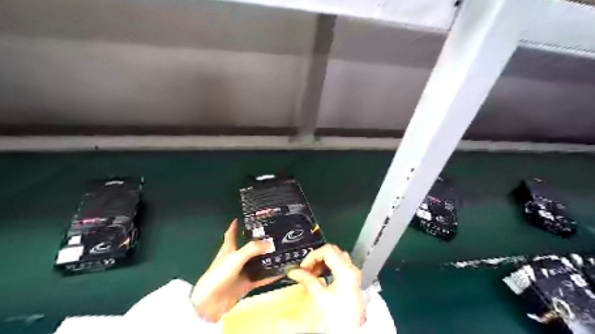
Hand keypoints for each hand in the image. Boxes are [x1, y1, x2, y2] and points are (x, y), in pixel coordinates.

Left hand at [192, 218, 281, 322]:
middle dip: (260, 241)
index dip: (235, 225)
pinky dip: (271, 275)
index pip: (231, 233)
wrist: (211, 303)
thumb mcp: (236, 257)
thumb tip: (271, 243)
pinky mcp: (246, 284)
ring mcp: (241, 272)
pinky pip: (261, 278)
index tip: (242, 217)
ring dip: (267, 258)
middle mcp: (236, 259)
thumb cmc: (219, 274)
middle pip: (249, 247)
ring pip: (257, 262)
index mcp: (228, 249)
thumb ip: (253, 249)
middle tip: (275, 234)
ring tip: (283, 250)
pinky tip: (282, 271)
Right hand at [287, 245, 364, 332]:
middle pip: (333, 251)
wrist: (353, 331)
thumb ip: (307, 280)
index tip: (303, 266)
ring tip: (312, 273)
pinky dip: (329, 266)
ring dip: (323, 261)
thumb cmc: (338, 316)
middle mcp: (352, 269)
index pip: (327, 251)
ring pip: (337, 256)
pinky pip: (340, 264)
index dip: (313, 256)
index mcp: (345, 270)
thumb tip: (295, 272)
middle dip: (317, 257)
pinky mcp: (353, 279)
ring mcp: (354, 274)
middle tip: (307, 268)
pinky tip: (322, 275)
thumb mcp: (320, 297)